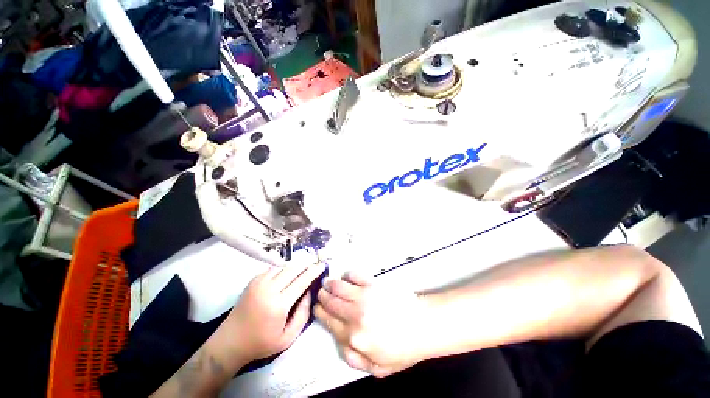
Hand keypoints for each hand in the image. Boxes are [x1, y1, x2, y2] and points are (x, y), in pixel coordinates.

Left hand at [225, 262, 325, 361]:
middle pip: (293, 269)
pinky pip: (273, 269)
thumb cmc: (261, 343)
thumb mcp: (288, 337)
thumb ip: (303, 314)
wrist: (230, 342)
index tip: (322, 265)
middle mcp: (269, 289)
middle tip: (314, 266)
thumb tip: (309, 292)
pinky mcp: (253, 281)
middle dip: (306, 265)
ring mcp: (259, 283)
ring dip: (294, 268)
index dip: (314, 271)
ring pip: (283, 267)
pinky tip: (285, 277)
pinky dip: (283, 270)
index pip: (301, 281)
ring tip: (300, 273)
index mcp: (278, 305)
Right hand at [314, 272, 430, 377]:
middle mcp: (354, 314)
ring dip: (330, 283)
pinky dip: (347, 275)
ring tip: (328, 281)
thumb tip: (340, 342)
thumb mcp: (377, 367)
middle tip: (321, 292)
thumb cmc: (402, 348)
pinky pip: (354, 275)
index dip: (319, 312)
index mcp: (353, 337)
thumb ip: (353, 359)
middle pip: (330, 301)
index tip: (317, 306)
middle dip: (322, 296)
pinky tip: (347, 277)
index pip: (327, 321)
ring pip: (338, 286)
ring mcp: (364, 296)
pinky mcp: (373, 283)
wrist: (422, 325)